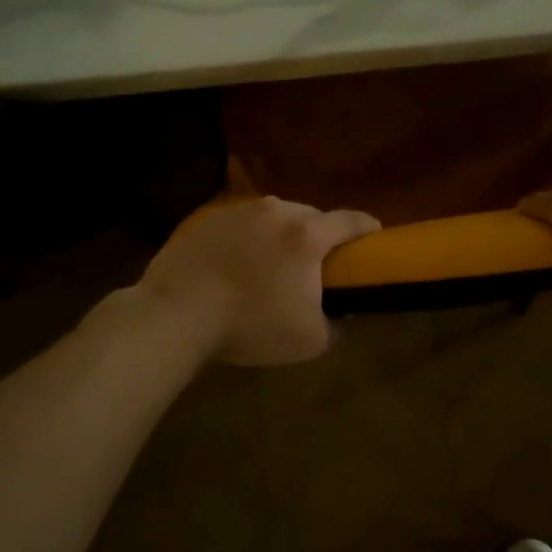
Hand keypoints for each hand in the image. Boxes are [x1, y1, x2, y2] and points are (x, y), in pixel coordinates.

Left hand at [138, 197, 381, 365]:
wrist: (176, 315)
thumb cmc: (251, 326)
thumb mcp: (309, 340)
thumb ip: (335, 324)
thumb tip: (340, 315)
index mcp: (307, 236)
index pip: (350, 221)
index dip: (367, 227)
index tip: (374, 235)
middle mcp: (276, 212)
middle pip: (311, 216)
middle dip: (319, 234)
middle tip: (316, 261)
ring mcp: (238, 211)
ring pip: (274, 216)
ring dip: (281, 234)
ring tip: (272, 262)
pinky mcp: (207, 218)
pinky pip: (241, 224)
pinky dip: (248, 238)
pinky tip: (237, 264)